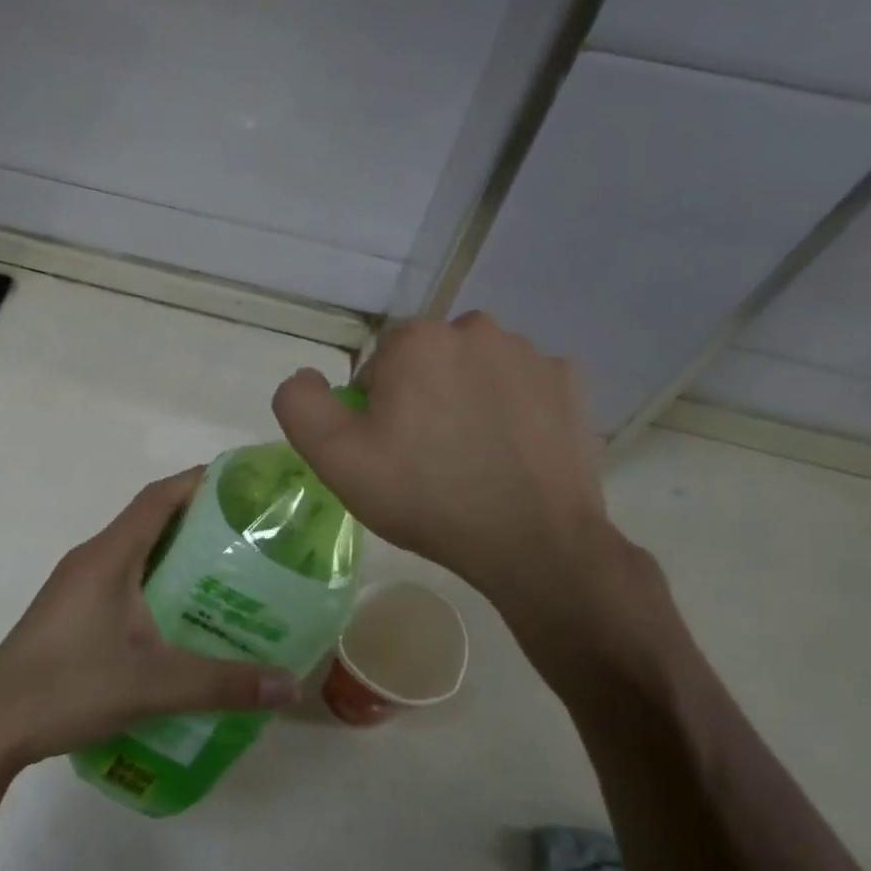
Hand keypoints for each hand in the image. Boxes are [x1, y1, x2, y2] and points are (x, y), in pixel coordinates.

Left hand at [0, 468, 298, 772]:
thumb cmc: (69, 686)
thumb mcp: (154, 684)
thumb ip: (223, 683)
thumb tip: (290, 684)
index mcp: (108, 556)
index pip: (159, 497)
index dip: (201, 481)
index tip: (245, 484)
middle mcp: (91, 560)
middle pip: (151, 522)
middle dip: (201, 523)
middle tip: (252, 539)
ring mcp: (77, 587)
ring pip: (137, 556)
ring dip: (178, 558)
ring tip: (229, 578)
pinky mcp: (71, 615)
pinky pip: (124, 582)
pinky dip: (157, 586)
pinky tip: (183, 621)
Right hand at [273, 313, 637, 635]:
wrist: (531, 541)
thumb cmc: (425, 496)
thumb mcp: (336, 459)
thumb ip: (301, 405)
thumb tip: (306, 376)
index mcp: (417, 341)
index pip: (378, 364)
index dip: (375, 408)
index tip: (388, 450)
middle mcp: (475, 329)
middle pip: (428, 361)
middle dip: (421, 397)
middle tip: (427, 456)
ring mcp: (530, 354)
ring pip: (476, 370)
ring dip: (466, 399)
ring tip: (472, 457)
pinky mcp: (569, 382)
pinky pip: (522, 386)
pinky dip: (512, 409)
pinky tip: (511, 452)